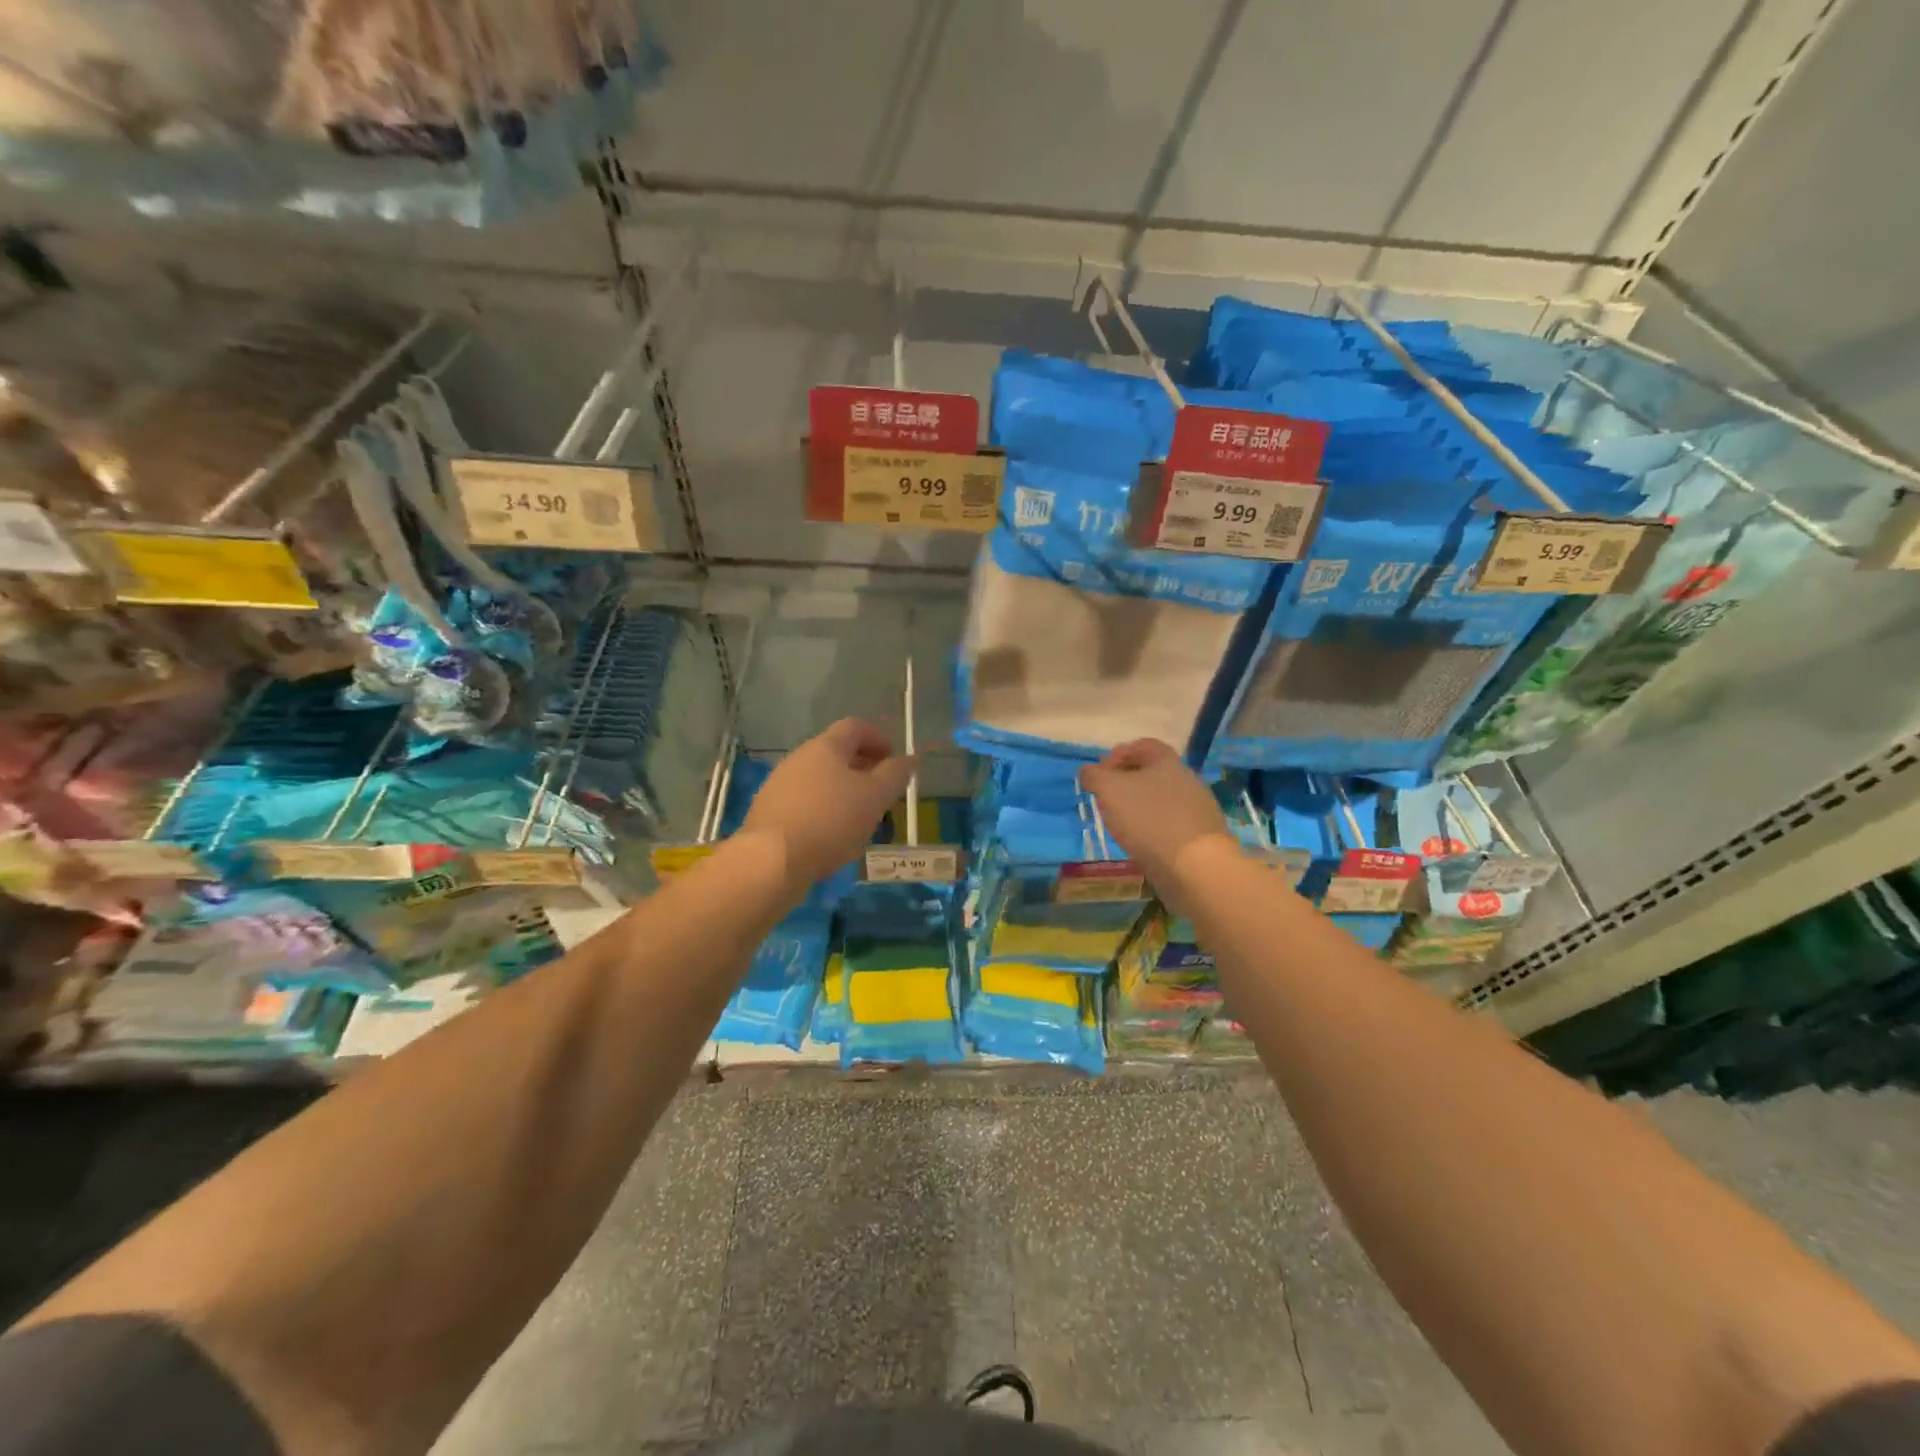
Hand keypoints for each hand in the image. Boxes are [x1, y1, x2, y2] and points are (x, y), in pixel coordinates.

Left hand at [742, 719, 917, 886]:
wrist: (771, 860)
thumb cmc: (830, 821)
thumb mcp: (875, 797)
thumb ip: (895, 775)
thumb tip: (910, 758)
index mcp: (825, 747)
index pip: (855, 727)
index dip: (878, 738)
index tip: (893, 759)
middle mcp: (798, 758)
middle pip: (835, 752)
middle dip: (861, 767)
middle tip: (881, 790)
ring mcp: (779, 784)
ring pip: (819, 779)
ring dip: (842, 790)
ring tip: (859, 816)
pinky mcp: (768, 811)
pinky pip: (803, 801)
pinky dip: (823, 809)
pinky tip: (831, 834)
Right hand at [1080, 739, 1234, 895]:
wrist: (1195, 865)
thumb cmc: (1149, 818)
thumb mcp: (1110, 790)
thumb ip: (1094, 776)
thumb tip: (1088, 771)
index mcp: (1167, 761)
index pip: (1143, 745)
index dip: (1119, 754)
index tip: (1101, 772)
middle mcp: (1186, 779)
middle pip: (1153, 772)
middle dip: (1127, 782)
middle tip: (1107, 798)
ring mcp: (1197, 808)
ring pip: (1162, 799)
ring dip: (1140, 806)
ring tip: (1121, 823)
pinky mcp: (1200, 836)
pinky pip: (1170, 823)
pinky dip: (1153, 828)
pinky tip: (1142, 842)